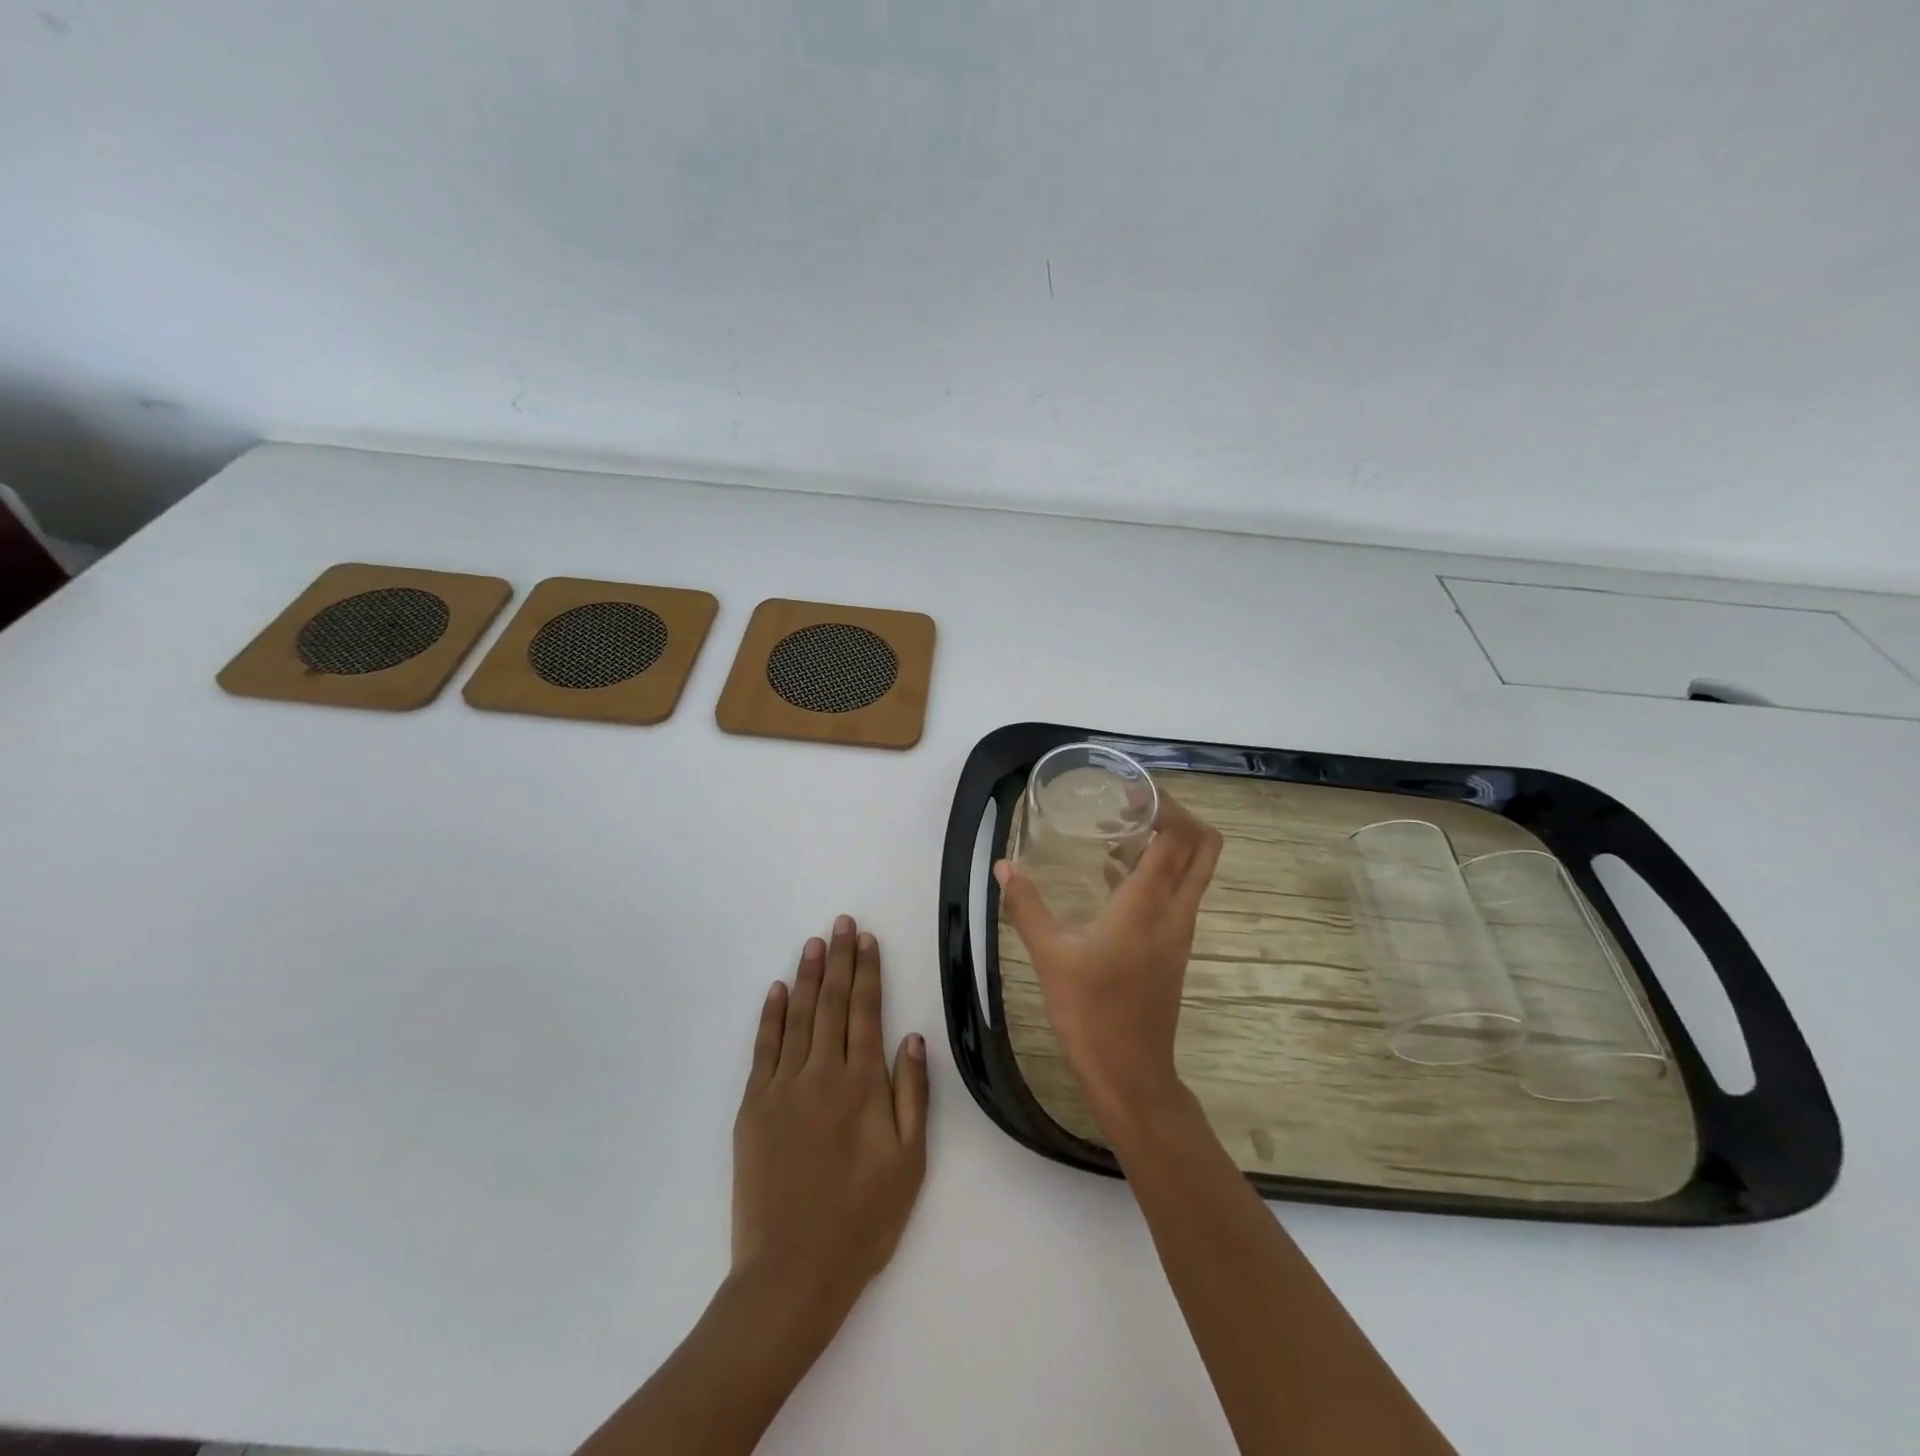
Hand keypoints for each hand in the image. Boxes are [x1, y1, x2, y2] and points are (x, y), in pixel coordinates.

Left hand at [731, 915, 929, 1327]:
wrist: (791, 1273)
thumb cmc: (862, 1220)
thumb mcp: (909, 1163)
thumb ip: (912, 1095)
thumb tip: (913, 1037)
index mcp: (862, 1085)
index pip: (865, 1012)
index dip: (868, 972)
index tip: (868, 940)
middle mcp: (821, 1074)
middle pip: (831, 1003)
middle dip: (839, 959)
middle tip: (842, 923)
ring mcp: (782, 1088)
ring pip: (797, 1016)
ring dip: (806, 976)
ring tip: (814, 943)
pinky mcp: (753, 1107)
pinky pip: (763, 1048)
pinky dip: (770, 1016)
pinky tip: (776, 990)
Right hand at [996, 794, 1221, 1124]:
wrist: (1131, 1074)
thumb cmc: (1091, 1013)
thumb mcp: (1050, 957)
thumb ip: (1026, 907)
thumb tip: (1003, 866)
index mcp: (1149, 905)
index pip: (1178, 836)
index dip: (1164, 803)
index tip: (1129, 789)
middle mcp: (1176, 911)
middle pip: (1204, 846)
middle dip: (1178, 814)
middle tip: (1134, 804)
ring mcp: (1181, 930)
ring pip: (1196, 869)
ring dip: (1170, 841)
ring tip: (1120, 831)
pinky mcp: (1176, 947)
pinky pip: (1180, 891)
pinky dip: (1161, 869)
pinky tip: (1115, 876)